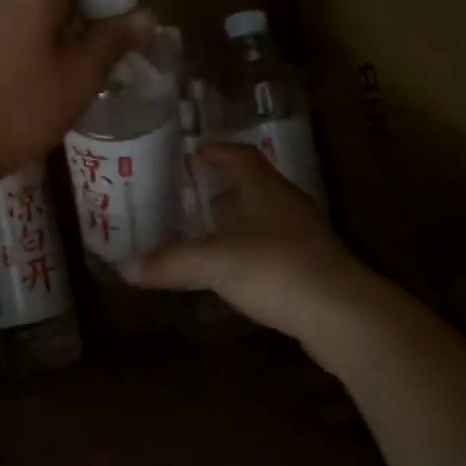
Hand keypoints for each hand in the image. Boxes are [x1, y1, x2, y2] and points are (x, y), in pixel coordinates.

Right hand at [125, 144, 391, 364]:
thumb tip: (125, 268)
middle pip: (251, 185)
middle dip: (221, 188)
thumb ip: (169, 263)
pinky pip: (272, 246)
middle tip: (189, 196)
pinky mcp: (310, 265)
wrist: (341, 313)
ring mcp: (302, 234)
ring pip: (263, 217)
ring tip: (205, 233)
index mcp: (263, 188)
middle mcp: (285, 203)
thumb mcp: (212, 263)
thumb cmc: (274, 268)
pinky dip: (249, 250)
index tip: (193, 155)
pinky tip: (232, 269)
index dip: (216, 152)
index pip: (239, 155)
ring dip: (236, 221)